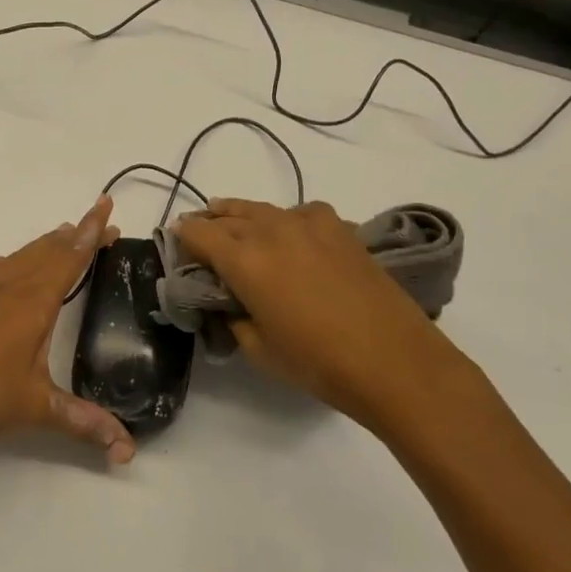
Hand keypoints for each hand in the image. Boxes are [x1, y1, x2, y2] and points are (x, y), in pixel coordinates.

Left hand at [0, 196, 137, 465]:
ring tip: (61, 234)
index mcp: (34, 305)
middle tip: (97, 226)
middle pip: (45, 254)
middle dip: (74, 238)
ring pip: (13, 260)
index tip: (106, 208)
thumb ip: (85, 422)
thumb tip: (127, 450)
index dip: (90, 235)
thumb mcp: (40, 408)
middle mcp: (7, 292)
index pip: (69, 260)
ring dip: (38, 246)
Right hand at [174, 198, 482, 434]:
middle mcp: (271, 230)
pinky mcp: (340, 229)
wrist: (395, 361)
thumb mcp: (257, 348)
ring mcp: (309, 225)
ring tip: (234, 223)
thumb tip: (227, 299)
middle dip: (208, 223)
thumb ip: (232, 315)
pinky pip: (300, 213)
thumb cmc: (318, 362)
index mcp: (243, 259)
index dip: (182, 237)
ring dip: (241, 215)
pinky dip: (286, 219)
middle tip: (199, 235)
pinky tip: (291, 235)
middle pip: (227, 215)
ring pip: (262, 209)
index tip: (176, 244)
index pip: (198, 233)